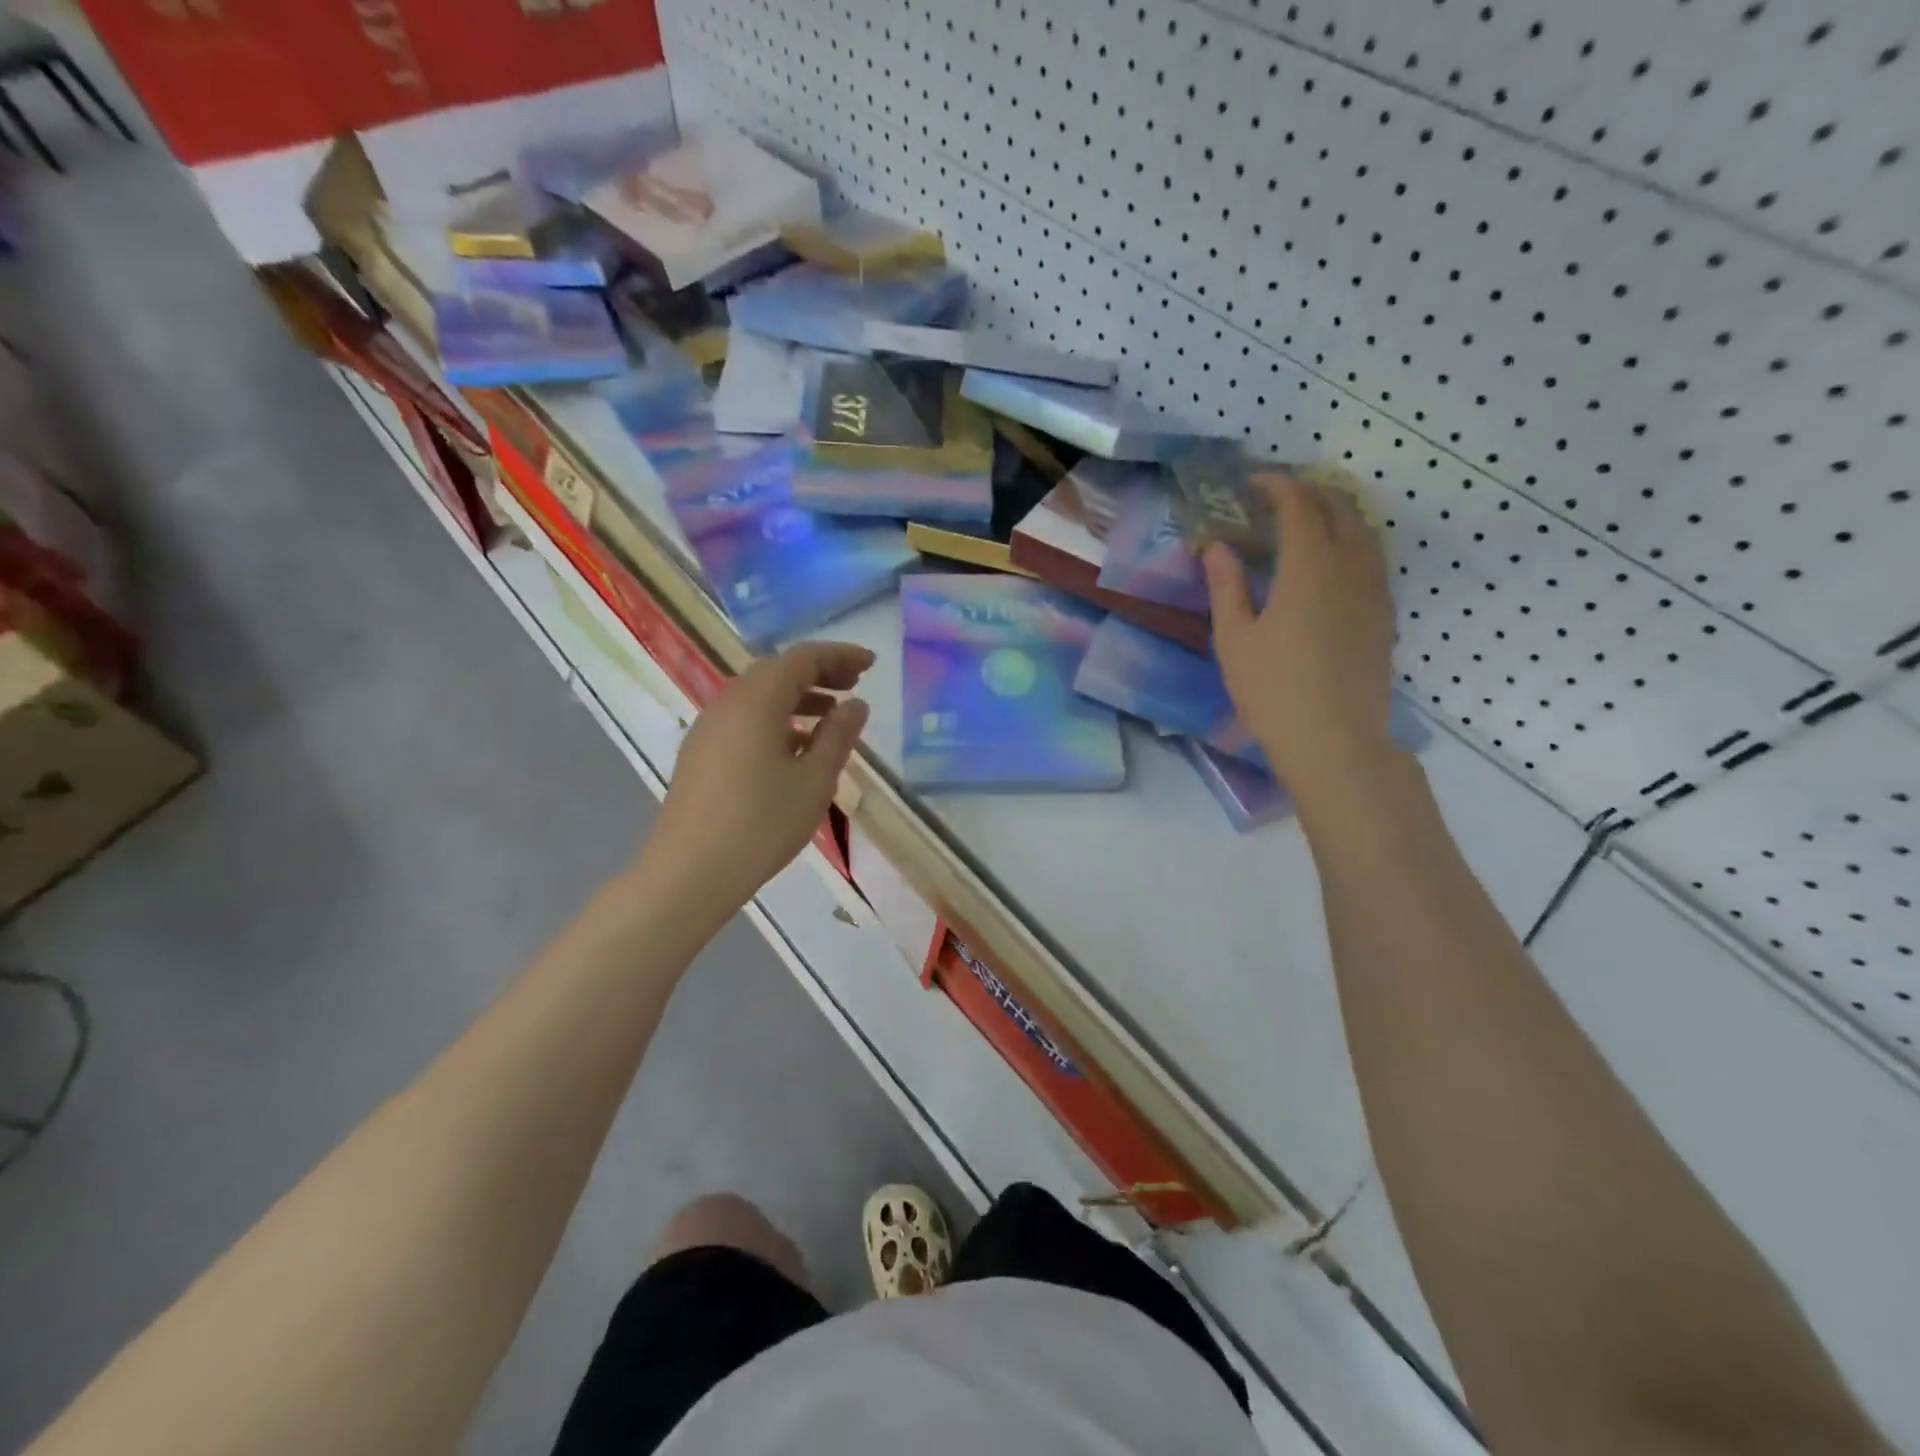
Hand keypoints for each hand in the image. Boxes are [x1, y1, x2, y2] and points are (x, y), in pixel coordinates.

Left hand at [637, 642, 874, 918]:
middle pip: (776, 671)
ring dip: (797, 697)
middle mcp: (727, 704)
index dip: (839, 655)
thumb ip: (838, 736)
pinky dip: (775, 720)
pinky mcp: (700, 755)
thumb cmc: (761, 824)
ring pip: (758, 696)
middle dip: (818, 673)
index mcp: (756, 701)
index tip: (870, 665)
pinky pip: (743, 720)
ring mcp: (708, 729)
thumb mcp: (814, 780)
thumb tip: (855, 705)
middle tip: (854, 685)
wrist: (689, 873)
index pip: (802, 659)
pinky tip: (795, 749)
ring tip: (831, 717)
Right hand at [1202, 477, 1398, 807]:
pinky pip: (1372, 560)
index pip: (1298, 505)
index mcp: (1309, 565)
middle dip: (1309, 493)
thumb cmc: (1273, 688)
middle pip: (1339, 508)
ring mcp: (1374, 590)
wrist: (1335, 740)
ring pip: (1364, 531)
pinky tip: (1330, 566)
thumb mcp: (1234, 638)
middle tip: (1277, 500)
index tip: (1252, 483)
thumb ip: (1226, 586)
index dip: (1276, 486)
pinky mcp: (1384, 615)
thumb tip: (1216, 547)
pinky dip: (1351, 544)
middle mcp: (1350, 566)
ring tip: (1306, 525)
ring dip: (1335, 515)